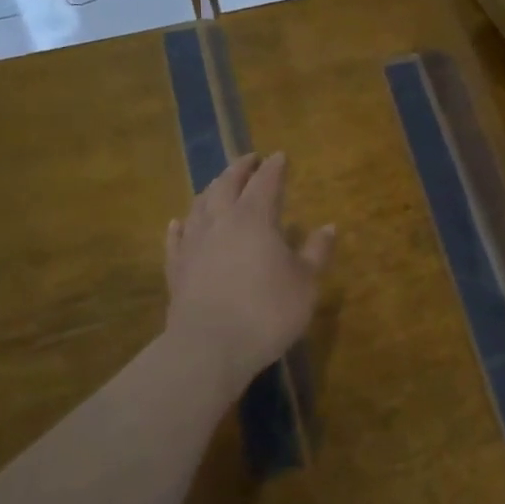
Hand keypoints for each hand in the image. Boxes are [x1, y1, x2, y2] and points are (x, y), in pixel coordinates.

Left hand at [164, 152, 335, 394]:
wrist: (209, 348)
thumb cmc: (267, 311)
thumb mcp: (306, 282)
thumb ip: (317, 252)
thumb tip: (329, 226)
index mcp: (254, 218)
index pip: (266, 182)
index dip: (274, 167)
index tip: (280, 155)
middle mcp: (220, 221)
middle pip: (227, 184)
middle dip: (240, 168)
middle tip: (249, 158)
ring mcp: (193, 244)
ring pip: (199, 205)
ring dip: (211, 189)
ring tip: (219, 184)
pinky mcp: (176, 269)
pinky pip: (176, 237)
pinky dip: (181, 224)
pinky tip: (180, 221)